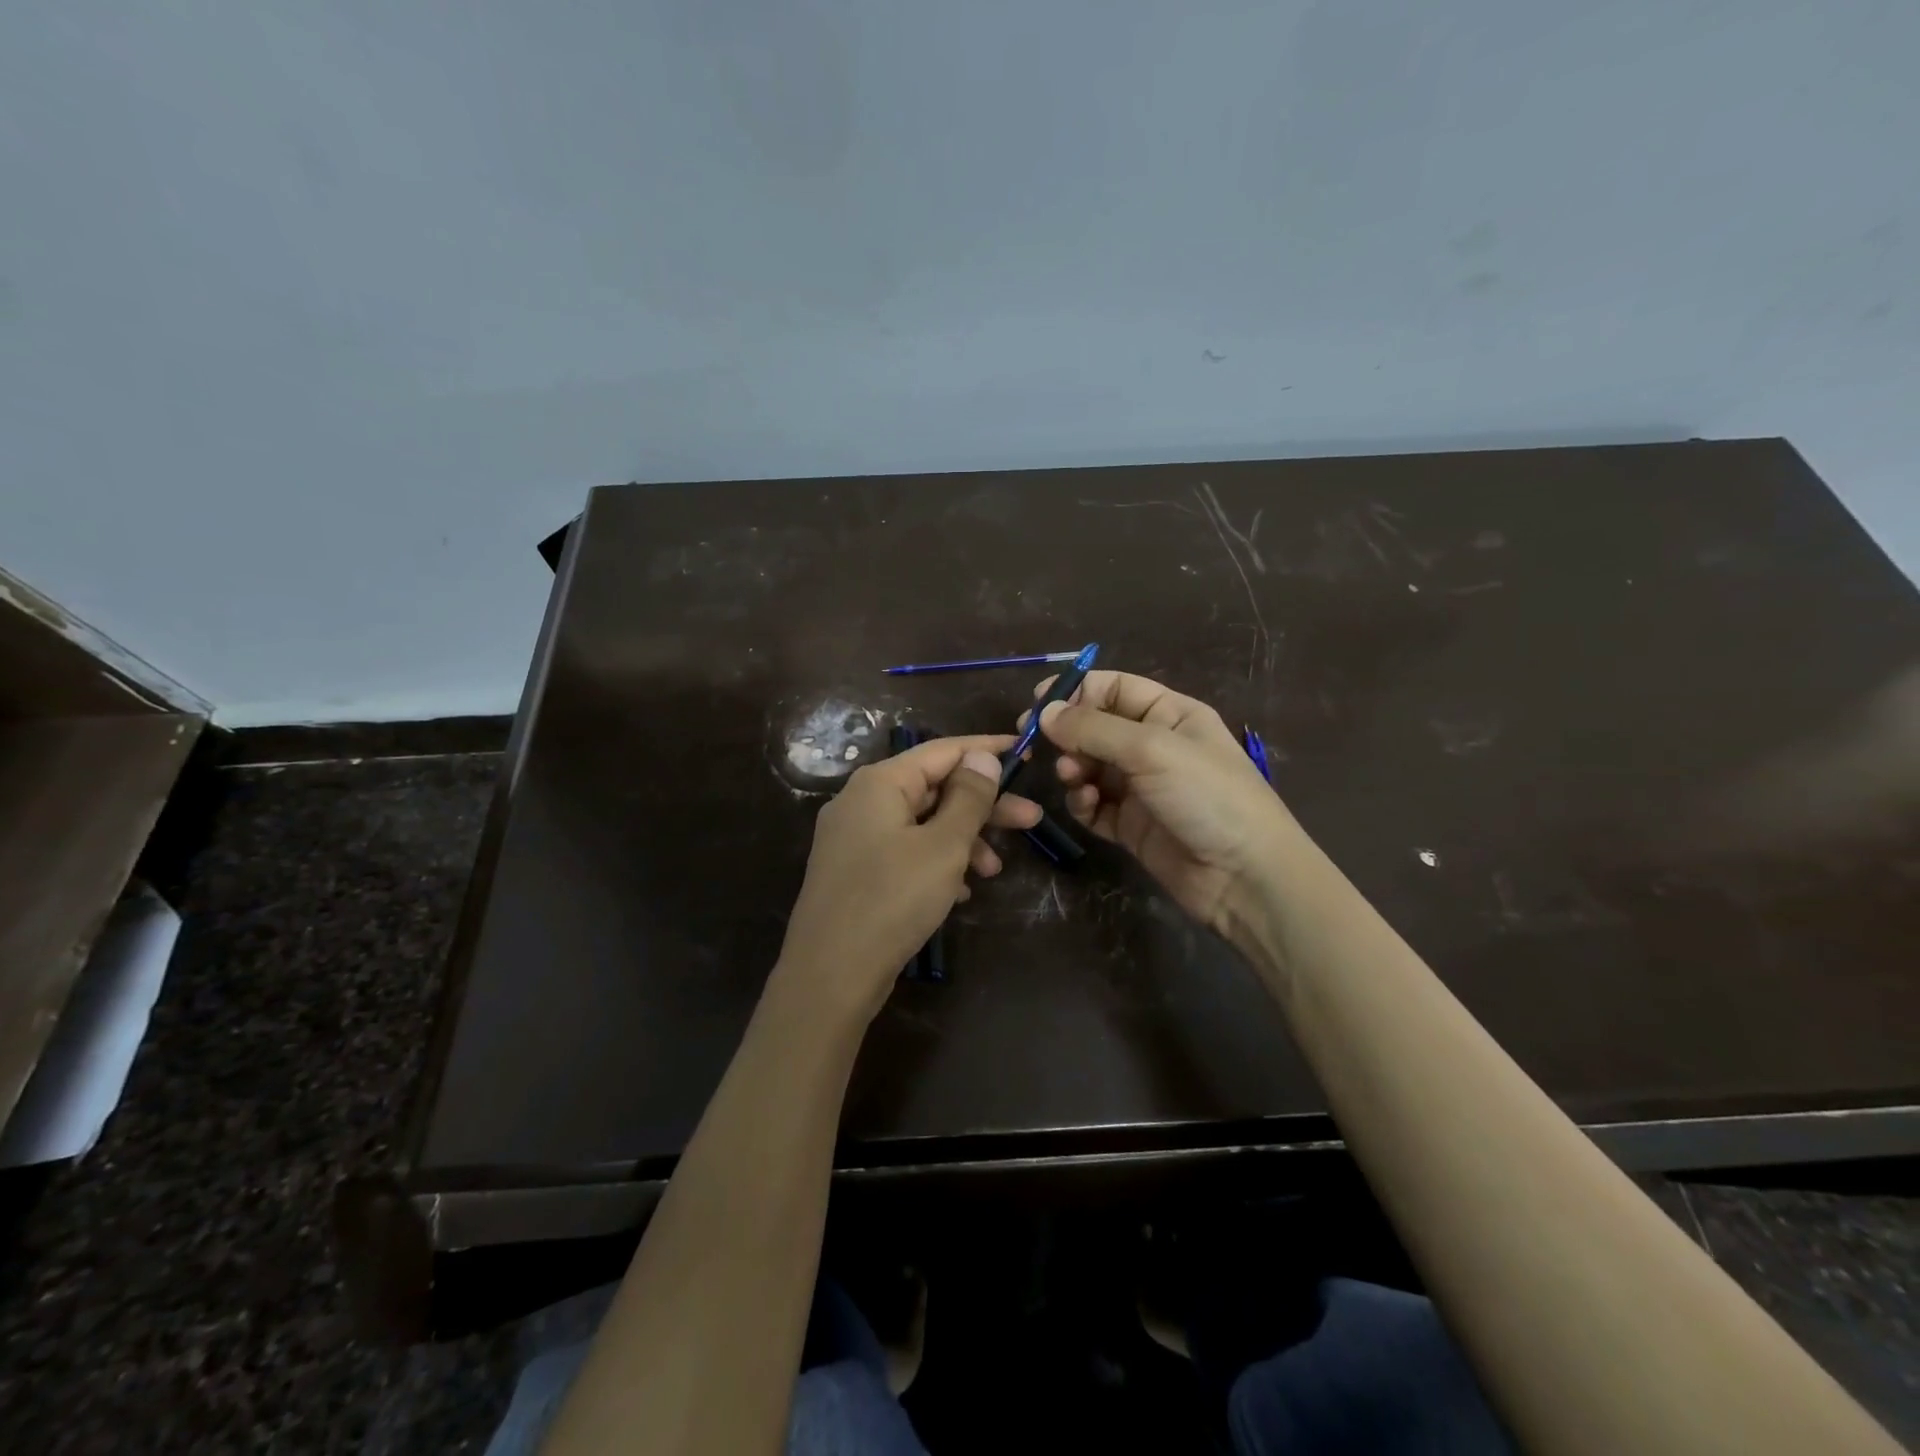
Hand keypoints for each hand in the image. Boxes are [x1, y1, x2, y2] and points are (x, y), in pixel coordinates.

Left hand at [776, 734, 1041, 1020]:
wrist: (830, 975)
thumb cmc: (892, 900)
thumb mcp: (943, 846)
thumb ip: (968, 798)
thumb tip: (982, 756)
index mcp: (880, 783)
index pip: (942, 750)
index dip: (986, 750)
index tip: (1026, 751)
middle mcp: (862, 801)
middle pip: (934, 788)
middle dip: (983, 806)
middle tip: (1032, 820)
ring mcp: (855, 839)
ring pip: (922, 824)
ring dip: (963, 840)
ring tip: (995, 870)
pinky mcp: (855, 872)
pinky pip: (906, 852)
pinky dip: (937, 862)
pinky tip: (962, 891)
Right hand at [1025, 672, 1296, 939]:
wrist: (1243, 876)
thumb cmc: (1206, 795)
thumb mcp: (1151, 749)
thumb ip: (1094, 728)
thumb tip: (1044, 713)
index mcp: (1170, 714)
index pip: (1115, 688)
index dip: (1077, 691)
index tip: (1037, 703)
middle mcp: (1154, 746)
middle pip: (1096, 728)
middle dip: (1067, 734)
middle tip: (1035, 744)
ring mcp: (1142, 788)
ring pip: (1090, 767)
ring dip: (1074, 769)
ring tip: (1073, 778)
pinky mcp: (1131, 825)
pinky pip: (1094, 805)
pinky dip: (1083, 802)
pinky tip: (1087, 805)